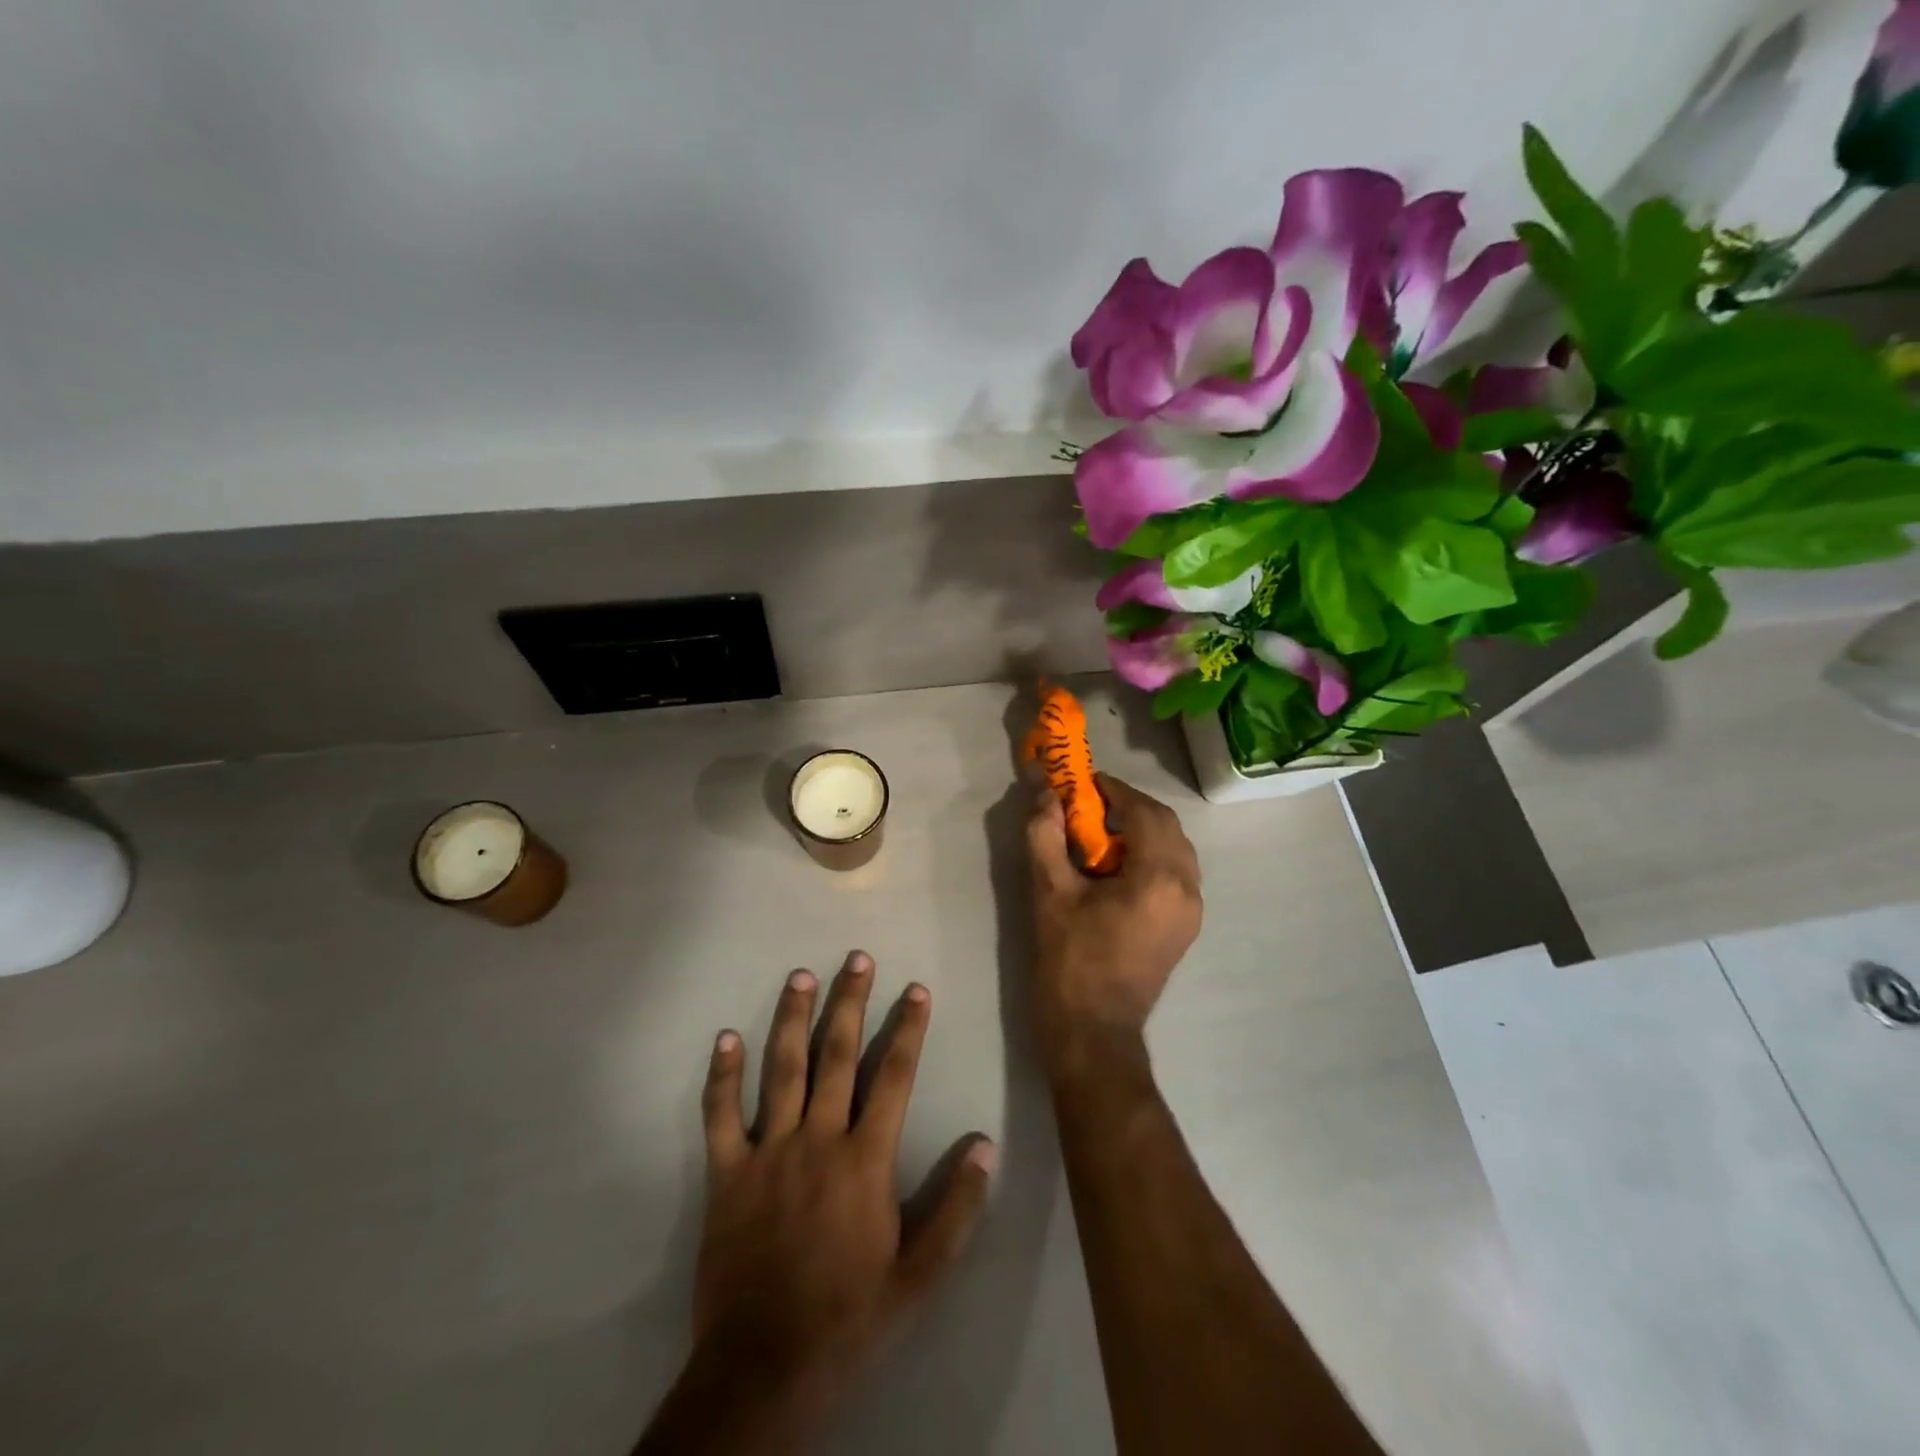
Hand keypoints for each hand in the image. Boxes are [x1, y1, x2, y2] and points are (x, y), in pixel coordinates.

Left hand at [690, 952, 995, 1427]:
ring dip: (792, 1019)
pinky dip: (721, 1076)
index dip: (908, 1028)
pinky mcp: (727, 1175)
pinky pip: (720, 1116)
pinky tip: (724, 1038)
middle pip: (837, 1056)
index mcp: (865, 1159)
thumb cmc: (849, 1317)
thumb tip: (983, 1145)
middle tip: (857, 958)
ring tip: (800, 976)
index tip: (916, 988)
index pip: (894, 1076)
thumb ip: (956, 1208)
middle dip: (850, 1002)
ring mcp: (768, 1152)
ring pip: (781, 1070)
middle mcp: (817, 1139)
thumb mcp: (919, 1275)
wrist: (765, 1368)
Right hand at [1026, 774, 1202, 1074]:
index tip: (1085, 782)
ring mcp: (1192, 910)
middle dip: (1130, 806)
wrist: (1093, 1032)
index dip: (1115, 791)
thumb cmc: (1070, 961)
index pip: (1144, 812)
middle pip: (1166, 825)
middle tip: (1091, 804)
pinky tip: (1118, 864)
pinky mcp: (1185, 926)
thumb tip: (1045, 795)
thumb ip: (1045, 836)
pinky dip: (1151, 854)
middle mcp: (1187, 888)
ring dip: (1143, 829)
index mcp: (1159, 878)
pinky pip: (1176, 871)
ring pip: (1176, 848)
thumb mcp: (1049, 893)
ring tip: (1102, 831)